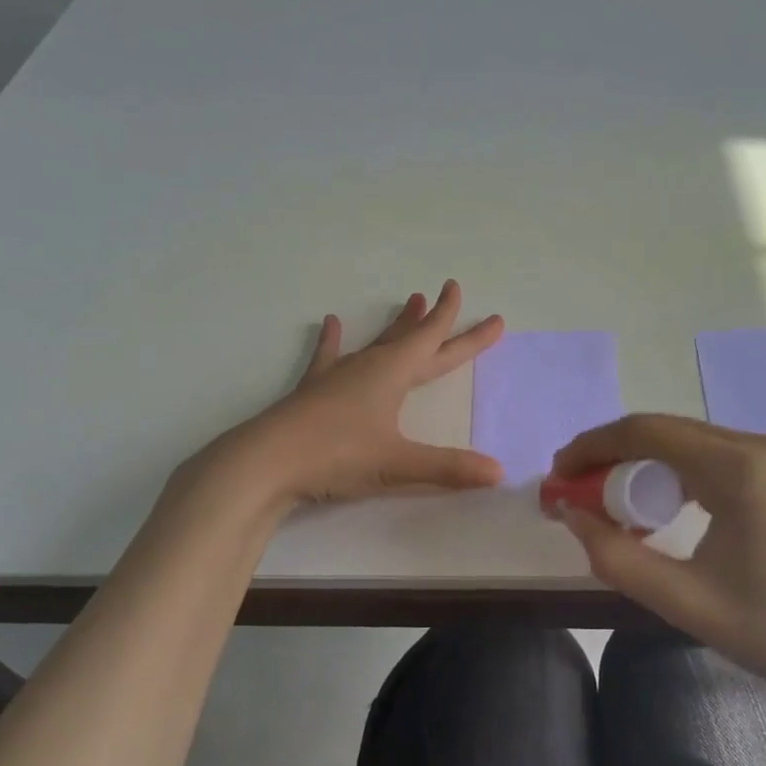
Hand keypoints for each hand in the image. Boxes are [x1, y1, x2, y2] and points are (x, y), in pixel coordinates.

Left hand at [176, 280, 505, 511]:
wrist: (266, 461)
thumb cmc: (337, 455)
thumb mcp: (397, 464)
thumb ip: (449, 467)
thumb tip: (498, 472)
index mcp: (393, 374)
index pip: (436, 343)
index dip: (463, 329)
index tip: (482, 308)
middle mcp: (369, 366)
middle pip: (412, 339)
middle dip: (437, 320)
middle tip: (451, 293)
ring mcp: (338, 375)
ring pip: (376, 342)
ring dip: (396, 325)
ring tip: (409, 301)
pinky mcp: (313, 390)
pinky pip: (328, 357)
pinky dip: (333, 341)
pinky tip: (332, 323)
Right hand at [551, 414, 765, 711]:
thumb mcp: (687, 602)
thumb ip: (617, 558)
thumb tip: (571, 516)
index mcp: (740, 468)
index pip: (646, 432)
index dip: (592, 447)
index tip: (558, 476)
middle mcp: (759, 446)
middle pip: (665, 430)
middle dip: (611, 454)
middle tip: (574, 491)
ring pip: (687, 442)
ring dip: (641, 463)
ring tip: (606, 499)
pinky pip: (712, 457)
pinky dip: (673, 473)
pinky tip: (657, 506)